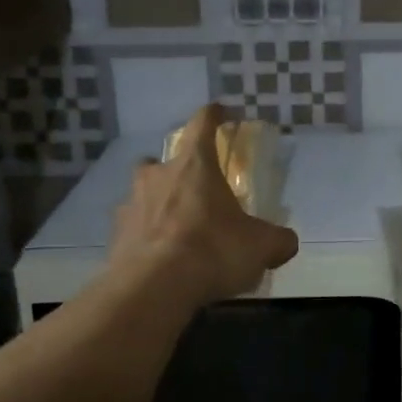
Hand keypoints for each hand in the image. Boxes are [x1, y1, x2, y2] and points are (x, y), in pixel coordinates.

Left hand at [108, 105, 298, 305]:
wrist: (153, 289)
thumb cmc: (212, 250)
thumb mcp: (261, 246)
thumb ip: (277, 240)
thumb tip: (286, 242)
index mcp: (195, 164)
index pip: (203, 123)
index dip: (214, 114)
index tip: (222, 112)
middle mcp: (158, 176)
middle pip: (163, 159)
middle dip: (177, 169)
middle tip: (194, 187)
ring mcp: (131, 205)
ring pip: (143, 194)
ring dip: (157, 204)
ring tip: (176, 228)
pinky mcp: (115, 237)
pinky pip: (132, 229)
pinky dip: (145, 237)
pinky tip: (159, 258)